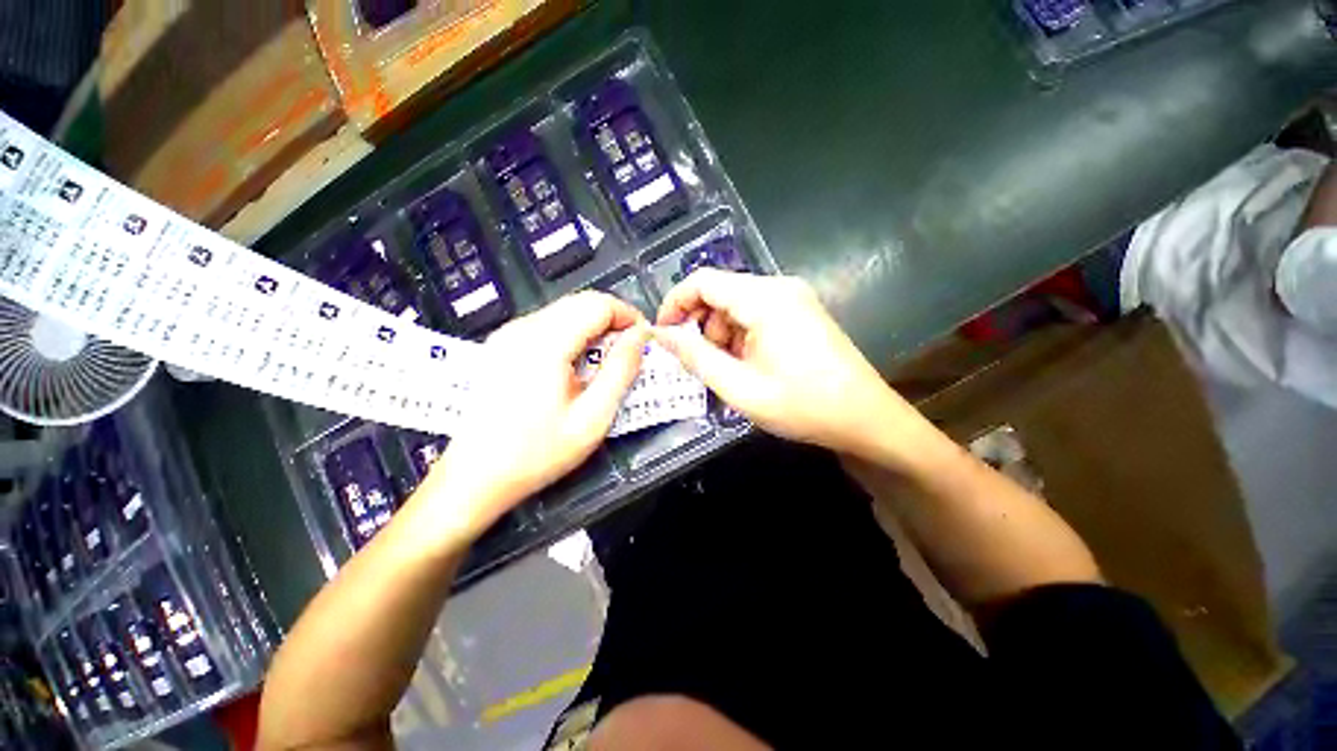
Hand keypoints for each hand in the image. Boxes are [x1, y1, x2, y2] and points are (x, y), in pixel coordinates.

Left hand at [427, 292, 648, 543]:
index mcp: (545, 343)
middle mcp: (523, 328)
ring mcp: (508, 334)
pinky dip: (572, 333)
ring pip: (564, 310)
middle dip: (613, 320)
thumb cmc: (537, 453)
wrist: (474, 477)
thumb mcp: (592, 418)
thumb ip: (621, 371)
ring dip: (593, 327)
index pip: (598, 304)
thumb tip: (640, 336)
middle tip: (630, 351)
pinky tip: (577, 363)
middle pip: (581, 302)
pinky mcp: (502, 344)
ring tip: (607, 359)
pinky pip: (547, 324)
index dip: (628, 316)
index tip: (644, 340)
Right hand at [654, 269, 930, 464]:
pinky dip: (741, 336)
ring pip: (737, 305)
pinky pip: (757, 314)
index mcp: (764, 298)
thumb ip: (695, 357)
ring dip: (722, 334)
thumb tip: (661, 335)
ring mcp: (794, 298)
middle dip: (701, 325)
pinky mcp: (801, 311)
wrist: (866, 419)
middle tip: (700, 363)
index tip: (663, 335)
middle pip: (720, 292)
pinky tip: (749, 364)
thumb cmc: (801, 406)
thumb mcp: (738, 386)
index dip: (675, 304)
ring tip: (729, 371)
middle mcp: (780, 287)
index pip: (702, 281)